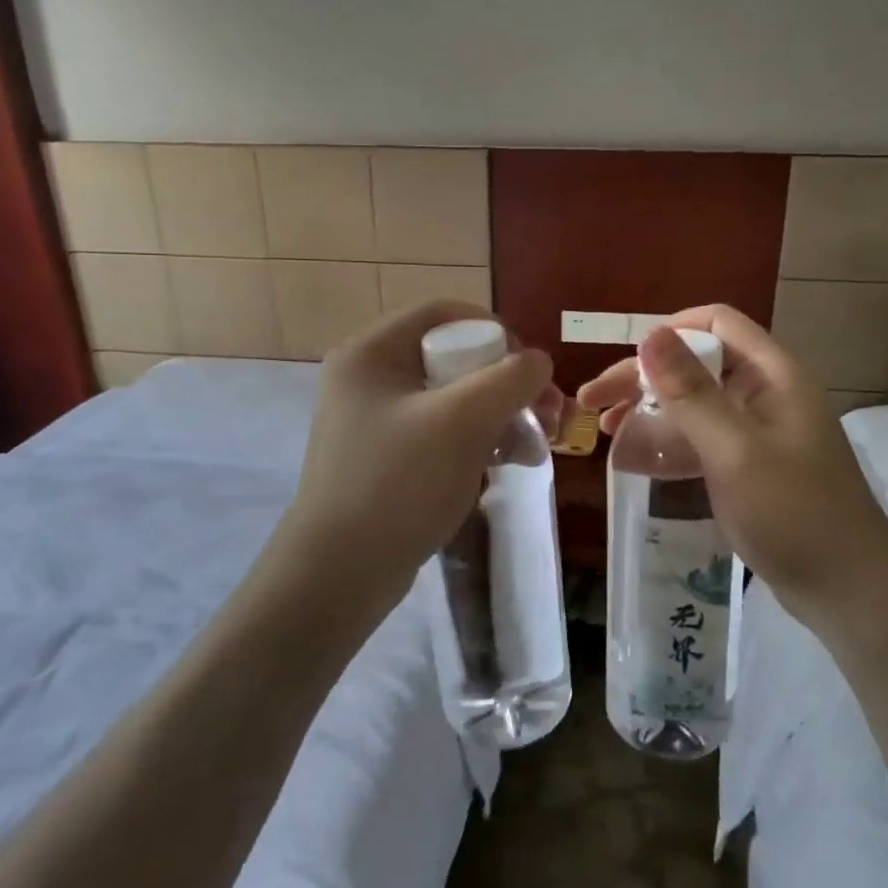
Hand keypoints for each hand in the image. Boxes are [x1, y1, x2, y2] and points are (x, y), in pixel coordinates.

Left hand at [277, 301, 557, 623]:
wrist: (341, 574)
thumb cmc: (398, 483)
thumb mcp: (462, 421)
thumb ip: (509, 379)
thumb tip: (538, 361)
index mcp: (372, 352)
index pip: (443, 314)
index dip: (495, 330)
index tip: (531, 366)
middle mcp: (369, 378)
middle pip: (453, 359)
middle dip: (506, 385)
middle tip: (547, 414)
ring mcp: (375, 421)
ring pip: (453, 400)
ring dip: (500, 417)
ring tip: (534, 450)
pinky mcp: (386, 458)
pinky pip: (441, 434)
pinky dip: (477, 443)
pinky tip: (509, 466)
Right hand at [578, 304, 887, 622]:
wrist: (847, 591)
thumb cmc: (794, 513)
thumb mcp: (735, 450)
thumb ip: (691, 392)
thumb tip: (650, 335)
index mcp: (773, 375)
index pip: (716, 323)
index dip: (668, 332)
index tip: (625, 364)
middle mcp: (765, 393)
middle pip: (697, 364)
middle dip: (643, 377)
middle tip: (593, 401)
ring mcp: (757, 431)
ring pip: (694, 403)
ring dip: (649, 410)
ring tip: (605, 429)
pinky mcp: (748, 465)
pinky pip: (700, 440)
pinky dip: (667, 443)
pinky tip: (633, 459)